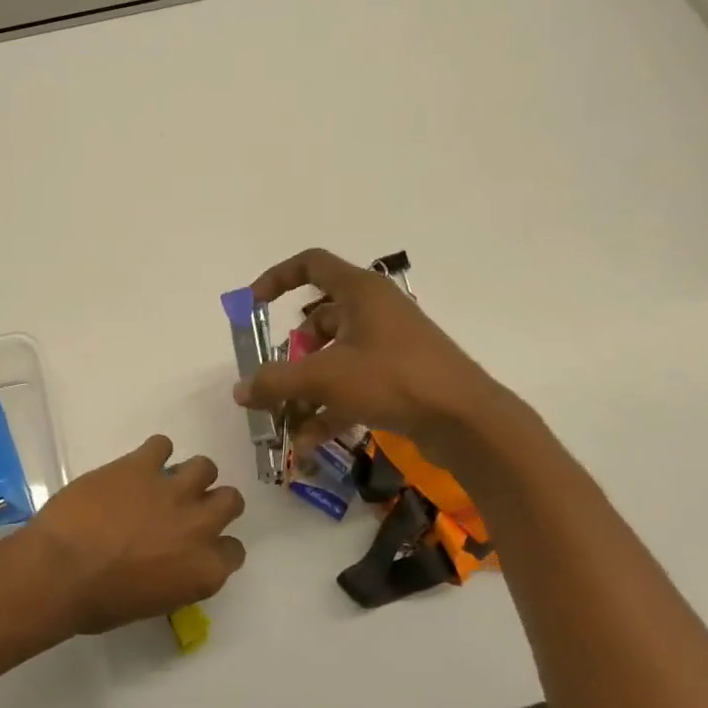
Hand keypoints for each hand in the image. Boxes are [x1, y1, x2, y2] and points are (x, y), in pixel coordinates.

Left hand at [25, 435, 245, 634]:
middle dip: (212, 503)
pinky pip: (161, 444)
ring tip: (165, 482)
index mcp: (204, 570)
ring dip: (189, 474)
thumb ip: (174, 578)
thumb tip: (168, 562)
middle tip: (187, 508)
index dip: (216, 546)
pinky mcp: (140, 466)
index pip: (233, 551)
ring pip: (204, 466)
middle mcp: (199, 526)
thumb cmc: (98, 602)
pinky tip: (137, 466)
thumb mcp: (150, 603)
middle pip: (230, 501)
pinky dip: (153, 453)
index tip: (197, 546)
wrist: (60, 569)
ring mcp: (172, 491)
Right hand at [232, 247, 508, 457]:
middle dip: (292, 354)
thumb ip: (277, 382)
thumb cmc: (394, 379)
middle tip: (275, 379)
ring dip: (307, 389)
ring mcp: (389, 345)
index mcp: (360, 292)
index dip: (277, 278)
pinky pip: (353, 384)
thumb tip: (240, 389)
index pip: (311, 265)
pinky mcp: (400, 377)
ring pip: (334, 358)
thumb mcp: (326, 378)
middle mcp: (375, 311)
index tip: (254, 304)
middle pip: (319, 320)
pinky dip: (330, 408)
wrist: (468, 421)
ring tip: (287, 423)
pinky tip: (309, 443)